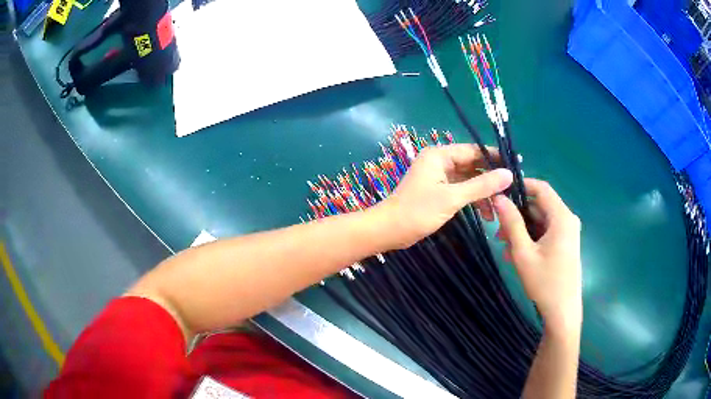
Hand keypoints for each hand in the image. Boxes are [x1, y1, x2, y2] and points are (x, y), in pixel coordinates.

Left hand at [375, 144, 512, 249]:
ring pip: (468, 180)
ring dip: (483, 193)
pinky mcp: (438, 191)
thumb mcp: (452, 197)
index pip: (473, 150)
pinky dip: (472, 200)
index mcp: (440, 155)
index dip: (495, 157)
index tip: (516, 166)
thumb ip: (481, 185)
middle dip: (491, 178)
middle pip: (472, 165)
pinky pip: (461, 190)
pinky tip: (485, 214)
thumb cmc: (418, 211)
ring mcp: (438, 177)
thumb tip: (508, 174)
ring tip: (498, 208)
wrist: (389, 230)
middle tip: (512, 189)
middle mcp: (439, 162)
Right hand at [493, 179, 581, 332]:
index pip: (541, 188)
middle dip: (518, 215)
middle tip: (498, 231)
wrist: (562, 311)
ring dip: (522, 230)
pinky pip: (545, 232)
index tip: (500, 194)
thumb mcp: (523, 252)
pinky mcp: (565, 244)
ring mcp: (567, 232)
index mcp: (562, 217)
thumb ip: (512, 223)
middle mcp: (567, 220)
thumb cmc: (545, 282)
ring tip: (505, 248)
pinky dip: (530, 239)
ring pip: (540, 220)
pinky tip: (516, 255)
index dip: (520, 186)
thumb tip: (499, 197)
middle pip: (540, 205)